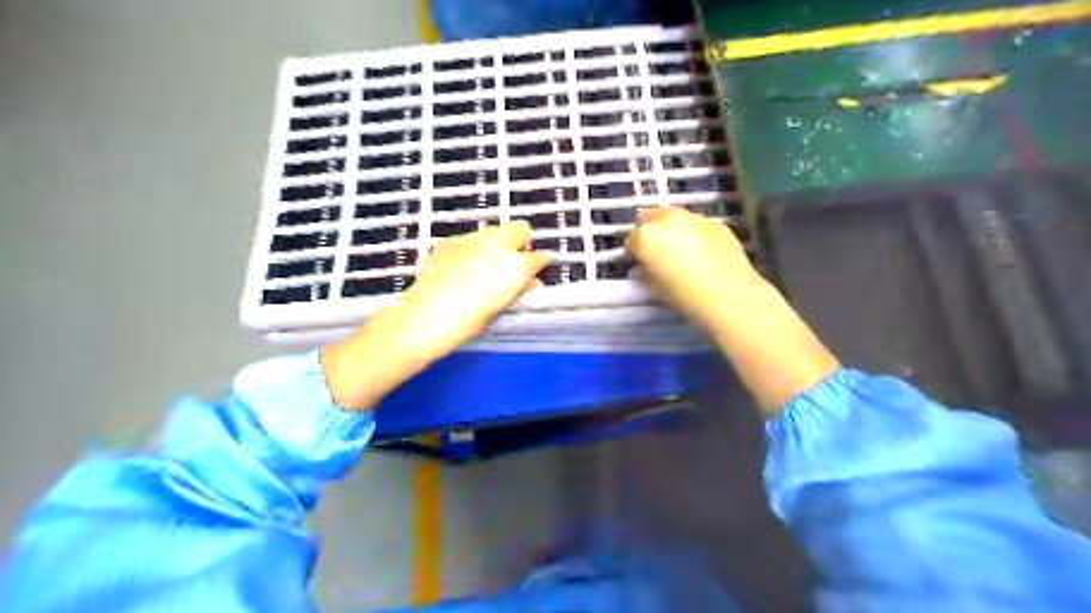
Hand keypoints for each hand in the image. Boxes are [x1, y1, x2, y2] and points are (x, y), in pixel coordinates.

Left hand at [319, 221, 545, 411]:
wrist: (424, 317)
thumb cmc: (467, 322)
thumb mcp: (498, 308)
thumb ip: (517, 291)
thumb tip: (532, 283)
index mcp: (514, 267)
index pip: (538, 257)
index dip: (539, 264)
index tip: (536, 272)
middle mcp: (497, 246)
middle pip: (520, 229)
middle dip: (522, 242)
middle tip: (514, 262)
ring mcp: (472, 240)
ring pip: (495, 230)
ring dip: (498, 243)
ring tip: (487, 264)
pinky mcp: (450, 241)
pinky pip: (470, 239)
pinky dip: (474, 248)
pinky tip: (462, 267)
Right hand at [622, 205, 760, 328]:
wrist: (729, 295)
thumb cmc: (684, 296)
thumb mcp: (654, 288)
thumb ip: (644, 272)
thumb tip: (643, 267)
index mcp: (646, 236)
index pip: (631, 240)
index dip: (634, 254)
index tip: (640, 265)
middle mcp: (667, 219)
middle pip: (649, 218)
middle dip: (649, 232)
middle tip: (657, 252)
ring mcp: (694, 218)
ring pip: (674, 217)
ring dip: (672, 229)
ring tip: (681, 250)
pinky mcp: (715, 223)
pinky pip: (697, 225)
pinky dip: (694, 234)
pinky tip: (703, 252)